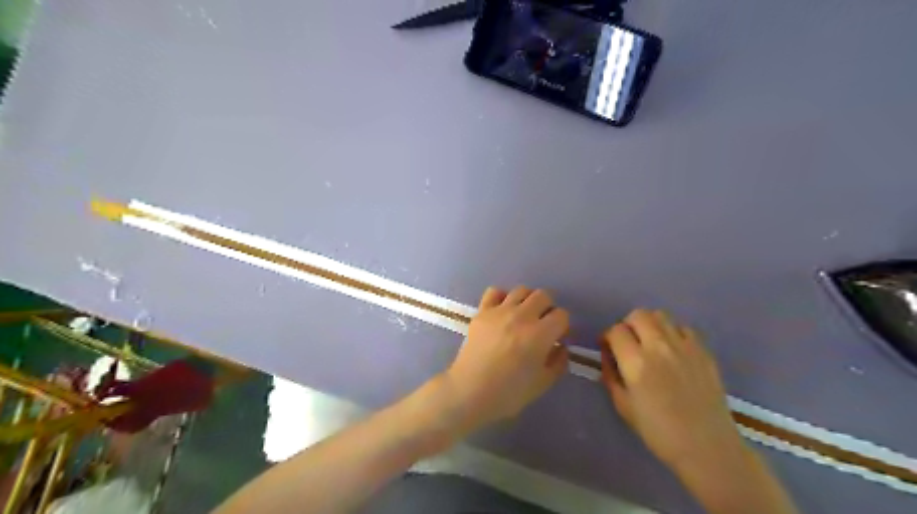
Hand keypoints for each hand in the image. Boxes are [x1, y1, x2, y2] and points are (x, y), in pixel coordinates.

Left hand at [440, 287, 570, 435]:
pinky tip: (503, 310)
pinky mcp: (482, 311)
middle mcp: (521, 316)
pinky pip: (495, 292)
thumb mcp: (543, 384)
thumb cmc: (508, 393)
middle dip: (548, 309)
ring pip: (521, 290)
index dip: (563, 326)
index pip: (561, 315)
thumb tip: (561, 347)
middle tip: (543, 325)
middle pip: (543, 296)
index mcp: (540, 334)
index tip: (558, 338)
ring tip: (524, 315)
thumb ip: (558, 362)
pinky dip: (502, 297)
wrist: (470, 392)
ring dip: (528, 300)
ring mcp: (499, 311)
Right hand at [604, 307, 743, 470]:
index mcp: (636, 363)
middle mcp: (659, 347)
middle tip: (628, 342)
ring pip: (661, 315)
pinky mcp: (704, 351)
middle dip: (627, 324)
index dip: (607, 337)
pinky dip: (673, 332)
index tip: (608, 348)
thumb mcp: (622, 405)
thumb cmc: (658, 431)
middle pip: (638, 314)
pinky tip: (673, 350)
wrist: (707, 447)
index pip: (615, 330)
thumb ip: (610, 374)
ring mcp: (685, 347)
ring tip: (650, 342)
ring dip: (650, 324)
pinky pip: (684, 328)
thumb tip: (607, 354)